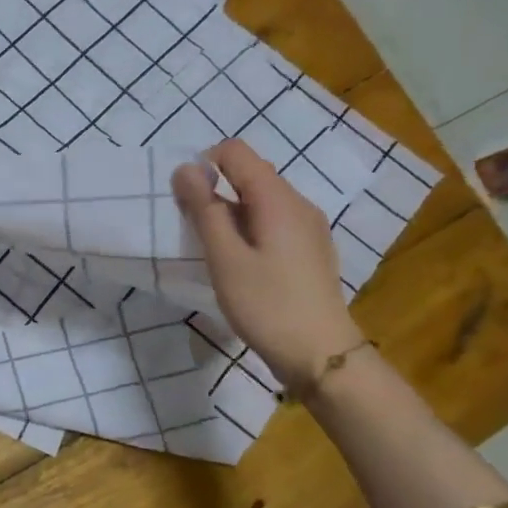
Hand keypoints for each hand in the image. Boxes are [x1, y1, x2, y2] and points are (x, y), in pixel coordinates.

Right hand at [172, 138, 362, 384]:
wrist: (322, 356)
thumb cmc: (267, 305)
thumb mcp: (225, 258)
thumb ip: (203, 210)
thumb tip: (185, 169)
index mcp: (277, 199)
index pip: (235, 152)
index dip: (203, 166)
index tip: (187, 203)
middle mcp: (298, 203)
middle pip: (249, 174)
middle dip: (215, 191)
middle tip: (196, 232)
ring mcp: (309, 227)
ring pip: (260, 200)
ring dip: (230, 213)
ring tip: (216, 252)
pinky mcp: (310, 249)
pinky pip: (273, 221)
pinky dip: (249, 229)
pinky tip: (243, 265)